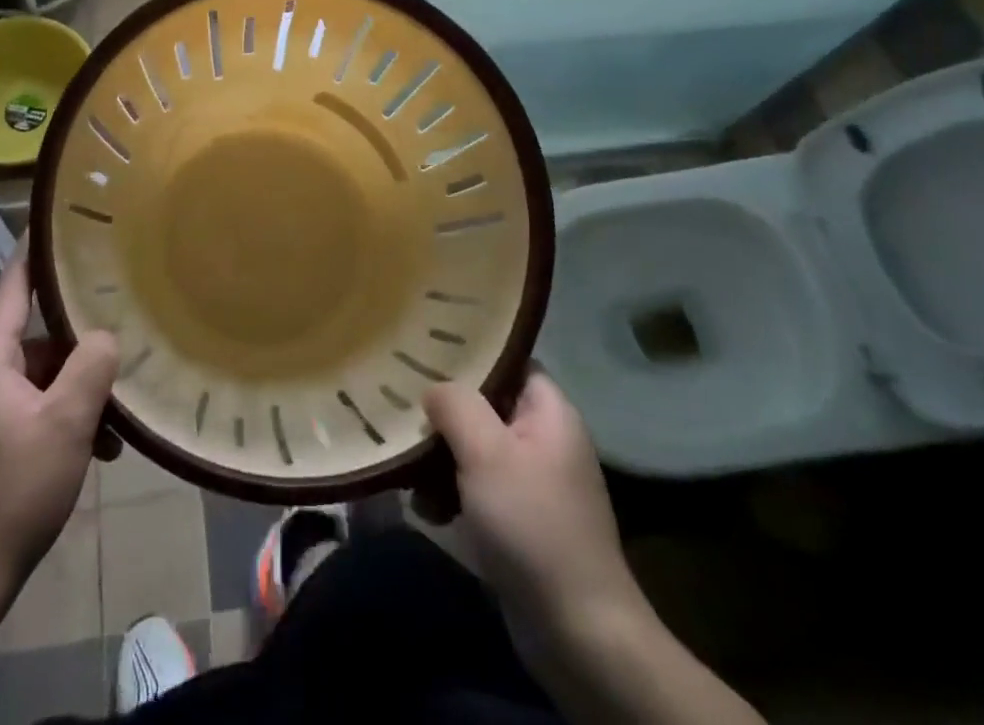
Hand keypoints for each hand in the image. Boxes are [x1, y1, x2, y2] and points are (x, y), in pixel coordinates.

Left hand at [0, 245, 118, 610]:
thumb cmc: (10, 493)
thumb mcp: (66, 425)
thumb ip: (91, 366)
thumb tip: (104, 335)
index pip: (15, 286)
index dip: (37, 251)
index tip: (58, 220)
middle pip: (35, 342)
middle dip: (79, 354)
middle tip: (121, 362)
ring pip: (32, 383)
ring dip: (73, 398)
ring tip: (113, 432)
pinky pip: (20, 414)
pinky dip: (53, 424)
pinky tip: (88, 454)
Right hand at [425, 374, 767, 724]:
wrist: (578, 632)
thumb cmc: (532, 523)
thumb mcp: (486, 451)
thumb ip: (456, 404)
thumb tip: (434, 387)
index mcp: (549, 411)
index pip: (508, 360)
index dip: (470, 353)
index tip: (424, 352)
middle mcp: (545, 439)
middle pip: (487, 405)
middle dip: (445, 411)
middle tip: (404, 408)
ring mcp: (535, 483)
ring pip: (477, 449)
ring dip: (441, 457)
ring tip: (406, 465)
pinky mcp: (522, 522)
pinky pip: (479, 490)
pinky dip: (452, 494)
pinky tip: (425, 508)